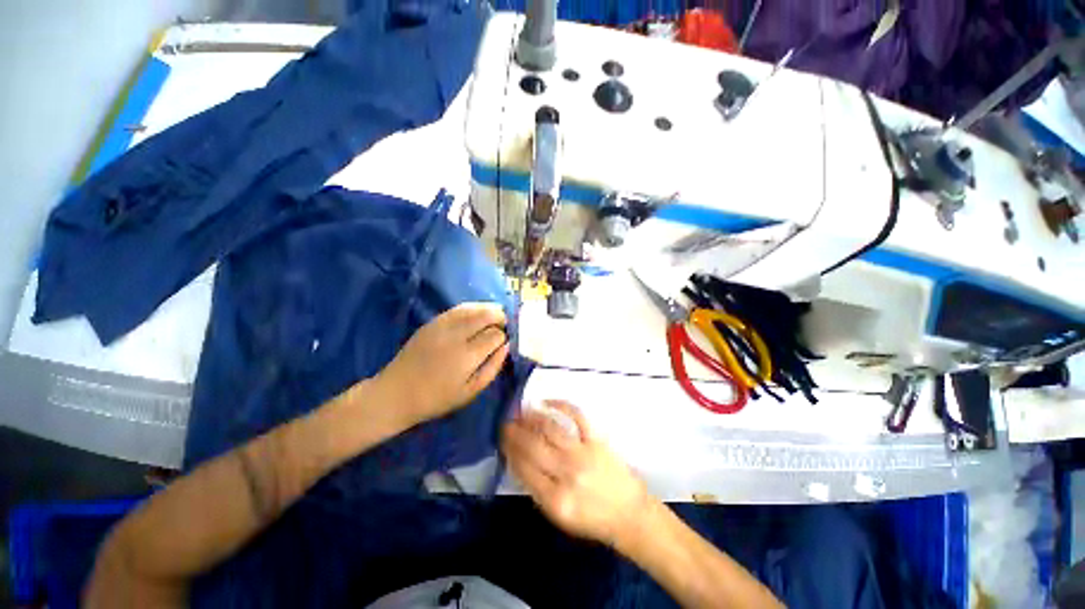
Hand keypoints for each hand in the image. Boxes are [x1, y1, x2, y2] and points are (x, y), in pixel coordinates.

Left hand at [375, 302, 508, 428]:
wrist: (396, 393)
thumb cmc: (437, 398)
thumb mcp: (471, 392)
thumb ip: (493, 367)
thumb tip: (506, 346)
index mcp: (467, 356)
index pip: (495, 335)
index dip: (504, 336)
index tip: (504, 342)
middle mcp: (456, 336)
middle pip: (486, 315)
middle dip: (500, 317)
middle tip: (504, 325)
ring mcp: (442, 326)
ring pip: (473, 308)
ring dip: (488, 309)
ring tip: (494, 316)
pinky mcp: (432, 322)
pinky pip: (458, 309)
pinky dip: (472, 308)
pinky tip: (477, 313)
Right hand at [501, 401, 651, 548]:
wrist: (628, 514)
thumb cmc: (592, 519)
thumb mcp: (559, 517)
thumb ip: (538, 491)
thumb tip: (519, 462)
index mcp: (555, 499)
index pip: (523, 468)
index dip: (509, 450)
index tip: (502, 439)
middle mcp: (566, 473)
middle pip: (533, 445)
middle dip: (515, 432)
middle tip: (506, 422)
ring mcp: (582, 453)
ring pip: (550, 428)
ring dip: (532, 417)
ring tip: (521, 411)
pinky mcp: (596, 440)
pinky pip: (577, 416)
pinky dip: (560, 405)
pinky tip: (547, 402)